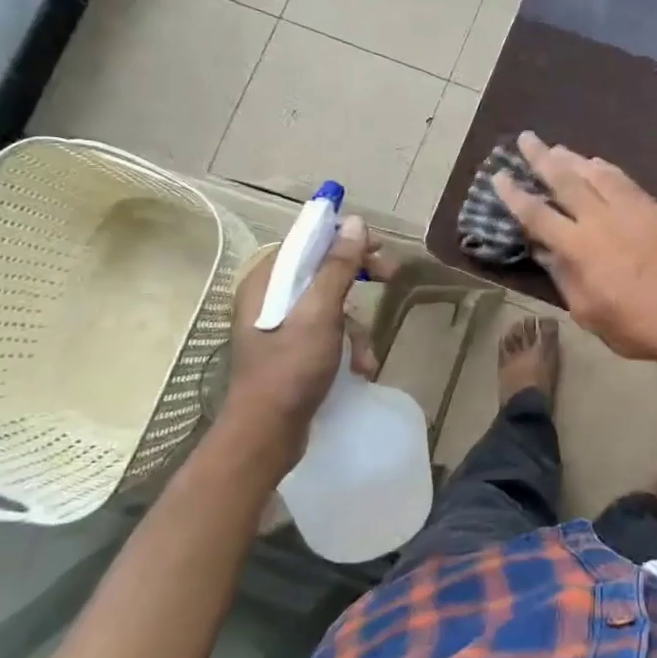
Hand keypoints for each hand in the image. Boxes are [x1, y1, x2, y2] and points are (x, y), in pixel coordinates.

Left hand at [218, 215, 397, 463]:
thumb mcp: (320, 313)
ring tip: (367, 354)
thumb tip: (353, 222)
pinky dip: (347, 346)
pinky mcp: (292, 350)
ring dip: (357, 326)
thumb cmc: (290, 369)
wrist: (266, 434)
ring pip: (331, 304)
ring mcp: (281, 326)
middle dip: (358, 278)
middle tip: (390, 277)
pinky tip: (360, 368)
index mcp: (266, 281)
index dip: (344, 238)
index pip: (308, 240)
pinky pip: (327, 332)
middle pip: (322, 270)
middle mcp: (269, 297)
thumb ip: (337, 266)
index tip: (378, 247)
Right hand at [495, 132, 656, 369]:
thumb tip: (542, 249)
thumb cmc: (634, 325)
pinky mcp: (651, 210)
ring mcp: (629, 210)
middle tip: (525, 138)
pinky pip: (623, 180)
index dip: (515, 195)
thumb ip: (562, 276)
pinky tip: (596, 163)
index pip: (537, 215)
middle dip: (541, 157)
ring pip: (595, 173)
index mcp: (579, 248)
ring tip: (555, 147)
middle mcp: (600, 220)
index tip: (499, 176)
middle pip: (565, 180)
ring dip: (572, 157)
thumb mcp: (586, 311)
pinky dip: (605, 168)